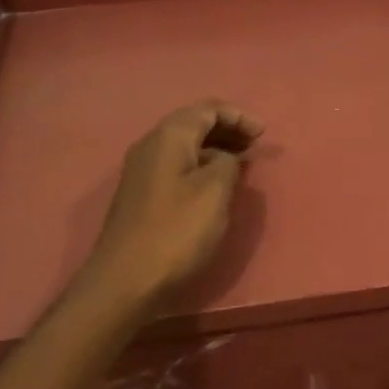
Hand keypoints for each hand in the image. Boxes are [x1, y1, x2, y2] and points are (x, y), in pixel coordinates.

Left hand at [78, 100, 262, 311]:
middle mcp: (150, 146)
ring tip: (241, 165)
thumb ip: (228, 164)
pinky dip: (200, 168)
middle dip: (226, 130)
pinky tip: (215, 187)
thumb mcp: (215, 192)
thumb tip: (226, 158)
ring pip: (184, 148)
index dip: (238, 116)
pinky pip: (176, 167)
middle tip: (254, 147)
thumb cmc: (176, 231)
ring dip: (214, 150)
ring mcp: (141, 172)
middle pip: (193, 124)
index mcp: (168, 136)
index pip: (206, 109)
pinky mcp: (141, 196)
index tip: (263, 135)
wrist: (125, 280)